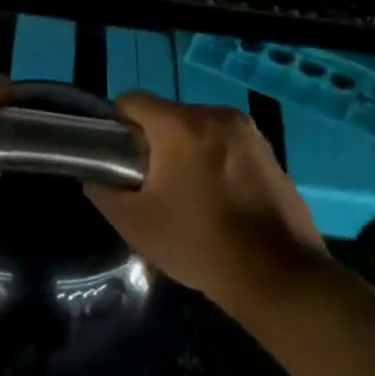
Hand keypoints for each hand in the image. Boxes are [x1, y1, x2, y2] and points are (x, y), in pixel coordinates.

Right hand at [85, 92, 329, 315]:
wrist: (277, 274)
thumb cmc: (198, 244)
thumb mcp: (135, 224)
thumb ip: (104, 192)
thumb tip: (97, 178)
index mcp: (180, 125)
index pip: (132, 101)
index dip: (117, 126)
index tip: (118, 159)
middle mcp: (216, 115)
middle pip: (168, 115)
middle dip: (154, 142)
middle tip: (151, 184)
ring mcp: (249, 132)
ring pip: (200, 129)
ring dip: (187, 151)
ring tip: (187, 195)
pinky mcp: (270, 152)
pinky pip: (228, 145)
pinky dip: (216, 162)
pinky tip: (219, 201)